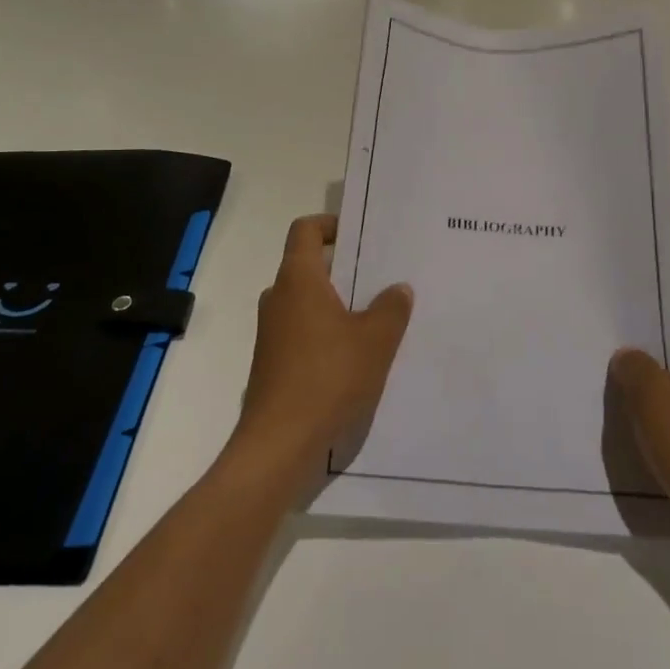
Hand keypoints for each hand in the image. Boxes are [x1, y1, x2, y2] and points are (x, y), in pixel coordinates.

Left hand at [229, 215, 412, 484]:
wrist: (279, 444)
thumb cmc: (328, 378)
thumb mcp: (375, 341)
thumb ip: (391, 309)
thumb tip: (398, 288)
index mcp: (298, 280)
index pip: (306, 230)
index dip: (331, 225)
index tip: (360, 236)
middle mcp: (278, 298)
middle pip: (308, 266)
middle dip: (343, 269)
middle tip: (380, 277)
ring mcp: (271, 332)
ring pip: (306, 302)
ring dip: (337, 304)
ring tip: (376, 317)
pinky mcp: (272, 363)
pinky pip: (302, 331)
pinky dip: (326, 332)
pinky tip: (356, 357)